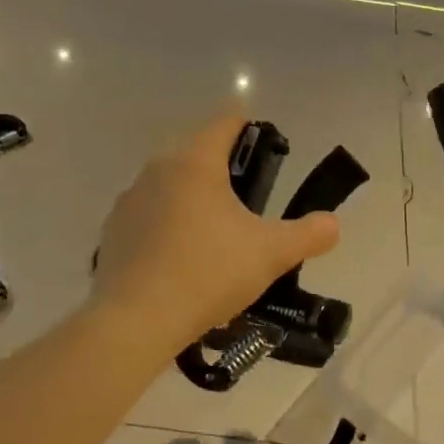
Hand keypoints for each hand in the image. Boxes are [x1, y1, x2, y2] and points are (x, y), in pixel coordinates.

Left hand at [93, 114, 338, 350]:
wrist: (136, 320)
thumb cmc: (209, 273)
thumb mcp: (271, 254)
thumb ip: (309, 234)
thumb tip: (331, 224)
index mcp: (196, 162)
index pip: (226, 123)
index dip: (250, 129)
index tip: (267, 152)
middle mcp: (157, 169)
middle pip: (196, 154)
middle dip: (223, 171)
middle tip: (248, 205)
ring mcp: (129, 200)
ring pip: (169, 185)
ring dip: (192, 199)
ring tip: (213, 238)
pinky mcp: (112, 230)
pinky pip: (147, 216)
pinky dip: (165, 227)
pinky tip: (178, 261)